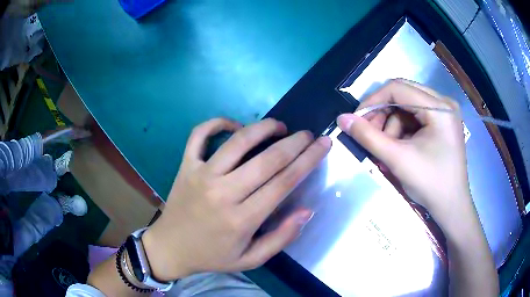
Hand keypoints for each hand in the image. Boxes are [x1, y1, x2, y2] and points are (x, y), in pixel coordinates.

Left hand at [142, 118, 330, 280]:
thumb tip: (306, 211)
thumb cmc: (211, 256)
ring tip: (279, 126)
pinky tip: (235, 125)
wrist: (170, 247)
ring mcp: (201, 175)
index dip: (308, 160)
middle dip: (295, 143)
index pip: (284, 182)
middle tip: (308, 135)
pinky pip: (200, 135)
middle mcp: (223, 192)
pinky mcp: (186, 166)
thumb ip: (280, 238)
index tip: (323, 144)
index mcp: (242, 219)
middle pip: (267, 159)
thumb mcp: (250, 259)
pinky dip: (217, 123)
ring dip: (263, 128)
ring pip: (238, 141)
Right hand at [337, 79, 470, 223]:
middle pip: (402, 95)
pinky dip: (403, 130)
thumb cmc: (430, 185)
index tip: (356, 120)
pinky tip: (399, 148)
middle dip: (383, 114)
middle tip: (370, 135)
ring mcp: (444, 113)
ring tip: (387, 149)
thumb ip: (368, 136)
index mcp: (439, 108)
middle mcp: (443, 103)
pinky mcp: (442, 123)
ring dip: (392, 125)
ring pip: (407, 106)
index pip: (397, 88)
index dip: (373, 101)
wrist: (451, 208)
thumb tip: (342, 118)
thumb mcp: (398, 160)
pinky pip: (415, 117)